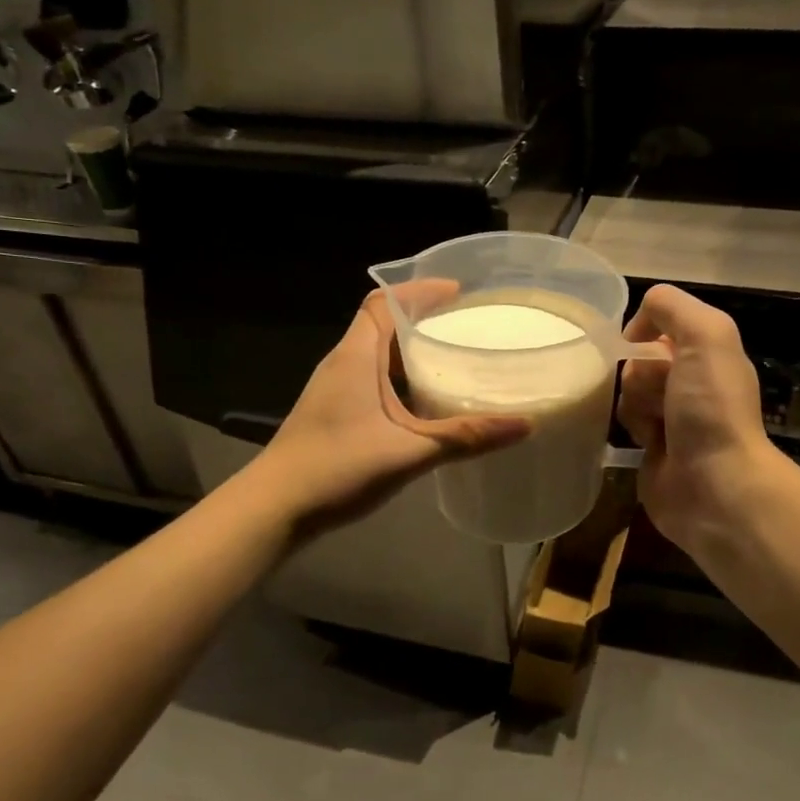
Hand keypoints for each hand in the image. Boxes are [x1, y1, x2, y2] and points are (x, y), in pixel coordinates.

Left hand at [253, 283, 531, 536]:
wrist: (274, 509)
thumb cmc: (336, 469)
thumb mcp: (409, 452)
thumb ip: (465, 437)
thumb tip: (525, 424)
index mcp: (356, 356)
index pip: (383, 303)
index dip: (419, 291)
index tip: (459, 292)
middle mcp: (344, 363)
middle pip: (384, 325)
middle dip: (425, 320)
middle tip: (468, 328)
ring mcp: (336, 389)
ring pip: (379, 355)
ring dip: (414, 353)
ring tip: (457, 360)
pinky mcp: (335, 412)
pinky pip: (374, 380)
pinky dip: (403, 380)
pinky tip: (428, 404)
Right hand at [617, 285, 782, 552]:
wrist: (715, 485)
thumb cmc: (711, 406)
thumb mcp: (705, 334)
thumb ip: (671, 306)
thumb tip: (637, 327)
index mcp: (709, 353)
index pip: (660, 325)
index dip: (645, 333)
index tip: (641, 349)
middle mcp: (692, 381)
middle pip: (639, 359)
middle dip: (639, 373)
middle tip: (659, 397)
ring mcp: (672, 417)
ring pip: (628, 391)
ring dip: (633, 404)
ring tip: (654, 427)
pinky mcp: (653, 449)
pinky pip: (624, 424)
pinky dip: (629, 429)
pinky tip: (645, 444)